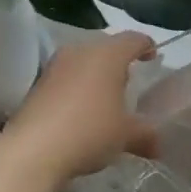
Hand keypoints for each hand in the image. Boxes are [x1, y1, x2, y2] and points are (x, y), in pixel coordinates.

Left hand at [1, 31, 158, 181]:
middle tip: (130, 81)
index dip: (146, 46)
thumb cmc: (89, 131)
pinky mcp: (37, 85)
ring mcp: (55, 67)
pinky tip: (81, 111)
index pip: (133, 39)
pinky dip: (77, 87)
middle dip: (119, 61)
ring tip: (105, 98)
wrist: (32, 151)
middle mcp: (80, 52)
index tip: (153, 59)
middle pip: (106, 47)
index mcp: (107, 55)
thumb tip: (158, 146)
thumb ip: (146, 135)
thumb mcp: (125, 136)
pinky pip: (66, 78)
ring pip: (83, 61)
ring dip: (95, 74)